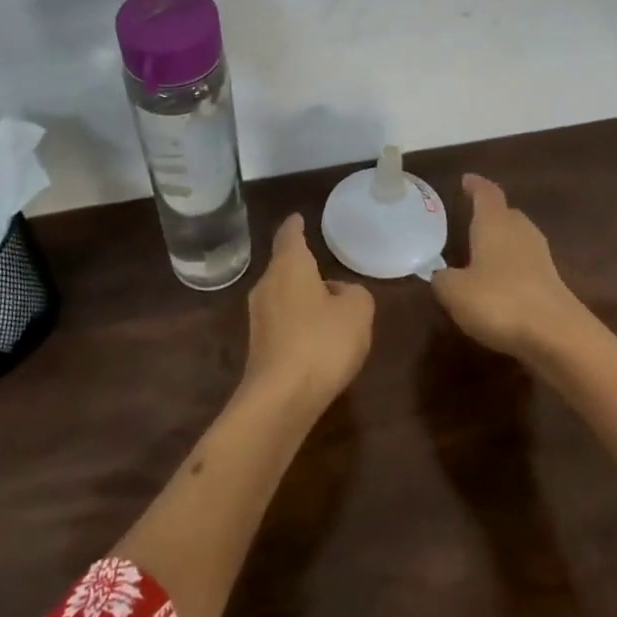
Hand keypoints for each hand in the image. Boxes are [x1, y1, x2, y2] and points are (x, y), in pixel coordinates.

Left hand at [244, 213, 374, 409]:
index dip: (295, 225)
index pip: (289, 235)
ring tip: (328, 306)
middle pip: (285, 266)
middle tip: (325, 267)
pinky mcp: (259, 347)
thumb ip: (354, 292)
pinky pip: (282, 322)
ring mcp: (258, 318)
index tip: (298, 217)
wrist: (281, 398)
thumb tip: (338, 293)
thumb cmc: (322, 342)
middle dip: (303, 266)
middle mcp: (267, 285)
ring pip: (283, 295)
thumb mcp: (358, 310)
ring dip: (302, 297)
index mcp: (289, 266)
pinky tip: (317, 339)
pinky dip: (298, 323)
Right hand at [431, 174, 597, 364]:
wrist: (556, 335)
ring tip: (481, 251)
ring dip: (501, 242)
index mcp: (495, 222)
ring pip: (518, 238)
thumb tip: (442, 275)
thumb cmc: (499, 301)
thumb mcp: (455, 291)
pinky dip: (511, 267)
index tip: (466, 180)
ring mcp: (540, 256)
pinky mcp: (551, 282)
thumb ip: (443, 279)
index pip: (486, 193)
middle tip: (471, 217)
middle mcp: (520, 231)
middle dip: (490, 213)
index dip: (475, 185)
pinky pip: (525, 264)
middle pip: (506, 213)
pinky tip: (498, 283)